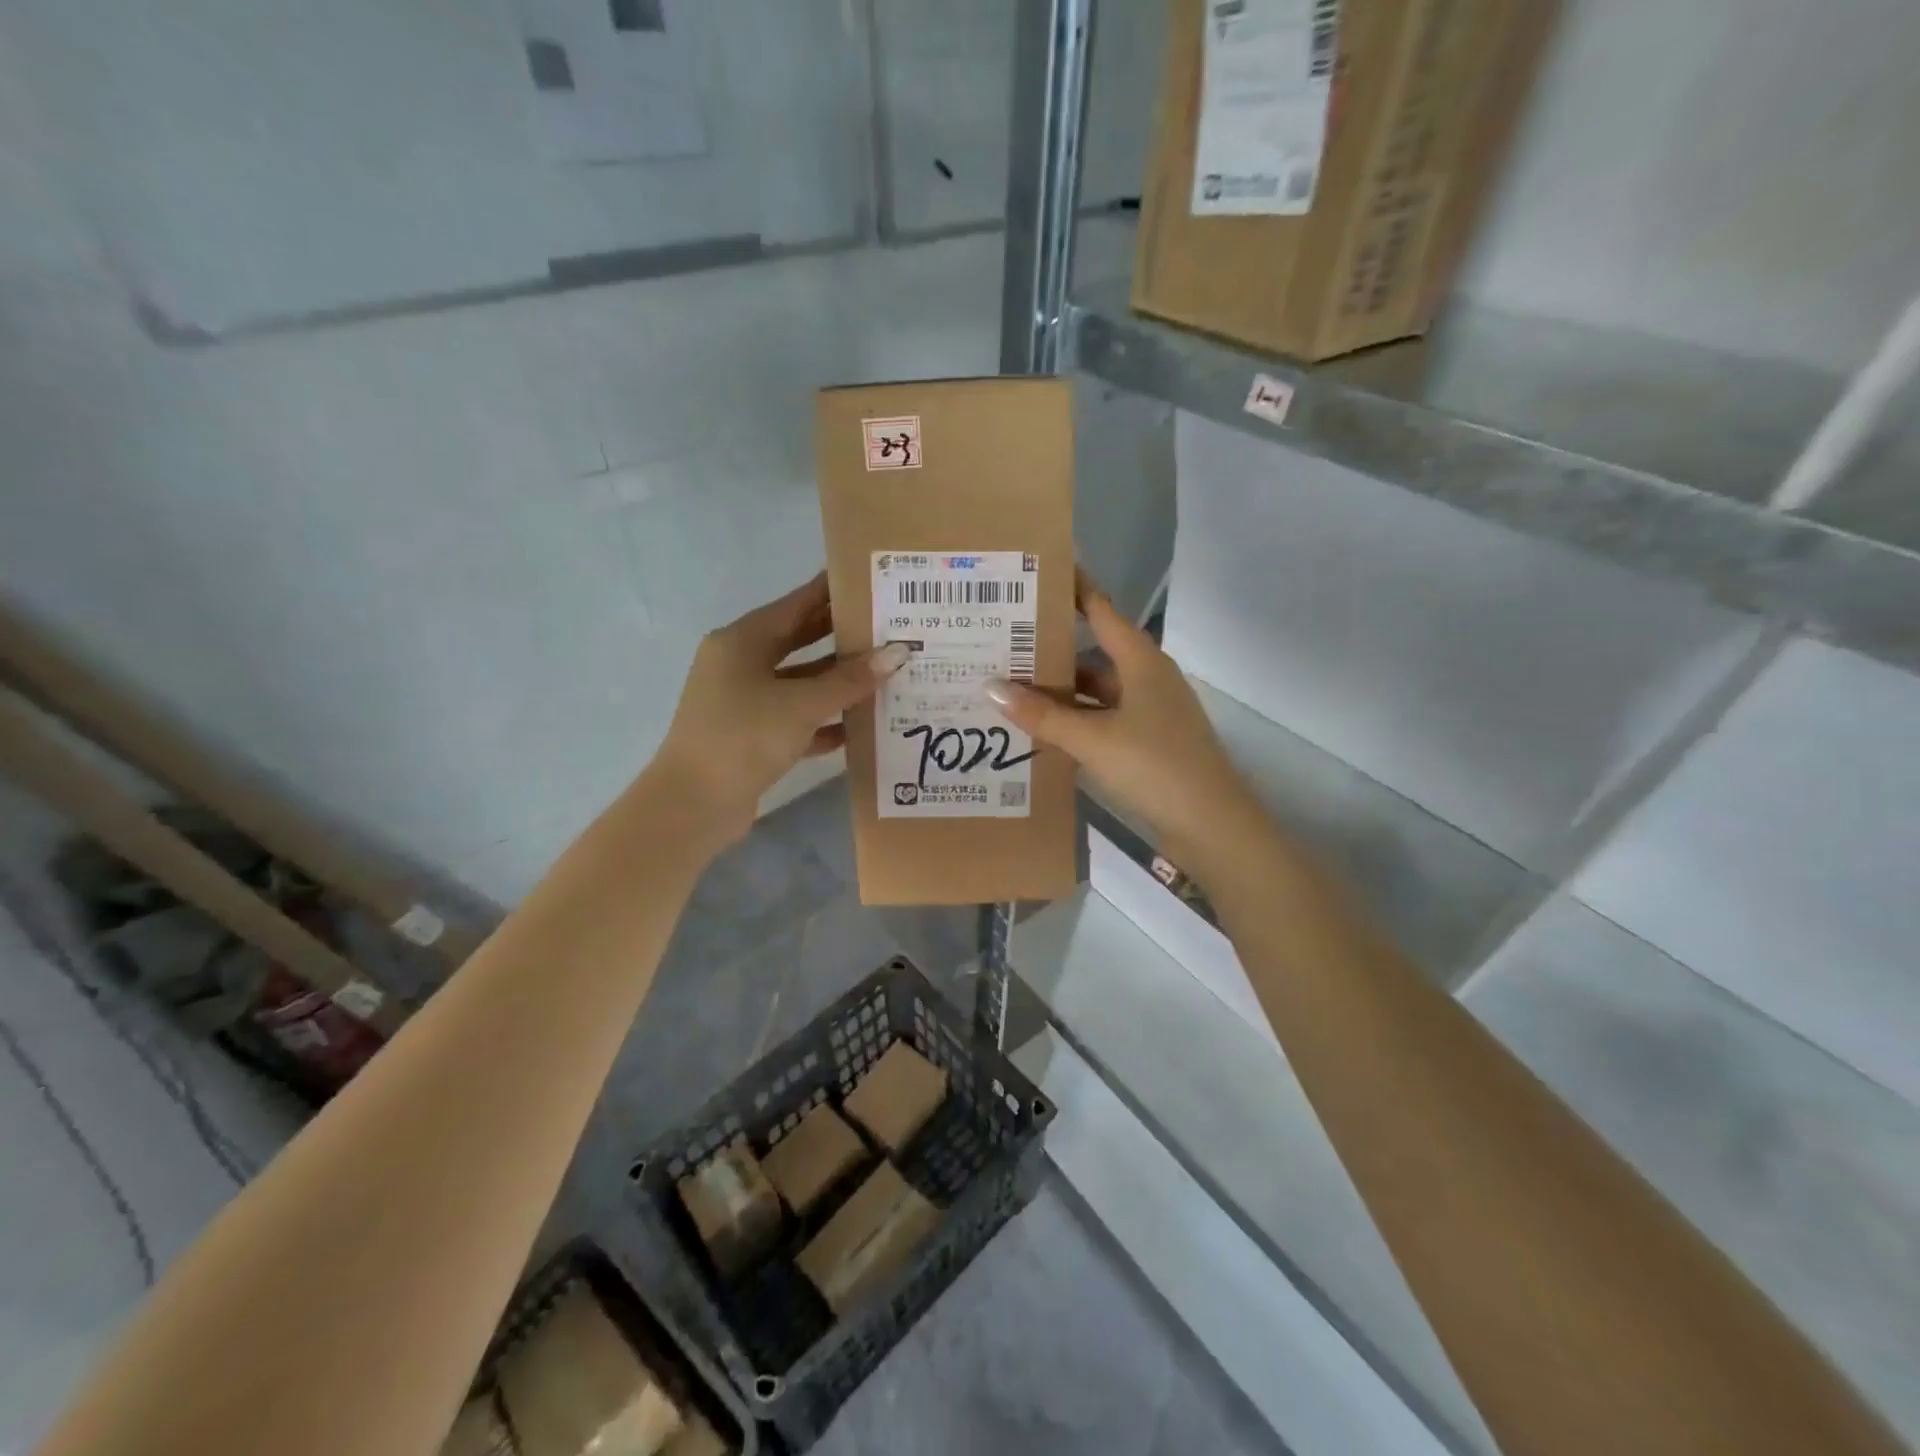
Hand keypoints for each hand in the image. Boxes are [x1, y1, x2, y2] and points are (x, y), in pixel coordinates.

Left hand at [650, 573, 908, 849]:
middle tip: (888, 627)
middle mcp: (740, 664)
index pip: (795, 604)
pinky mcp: (751, 735)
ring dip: (837, 682)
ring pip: (799, 682)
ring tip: (885, 673)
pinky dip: (824, 719)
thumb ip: (850, 679)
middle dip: (841, 636)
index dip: (831, 592)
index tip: (869, 582)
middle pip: (798, 641)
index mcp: (742, 641)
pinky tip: (859, 724)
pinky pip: (795, 717)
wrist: (694, 804)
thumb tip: (897, 653)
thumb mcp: (801, 704)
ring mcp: (744, 701)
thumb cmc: (744, 737)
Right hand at [982, 573, 1264, 866]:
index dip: (1072, 590)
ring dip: (1060, 695)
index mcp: (1141, 662)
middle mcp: (1147, 679)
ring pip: (1095, 693)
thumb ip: (1042, 714)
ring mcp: (1149, 713)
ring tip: (1010, 691)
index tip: (1036, 575)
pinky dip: (1074, 724)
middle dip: (1051, 652)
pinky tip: (1042, 733)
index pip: (1101, 610)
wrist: (1211, 826)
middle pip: (1093, 655)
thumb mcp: (1092, 739)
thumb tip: (990, 687)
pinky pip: (1102, 722)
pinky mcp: (1148, 744)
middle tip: (1003, 644)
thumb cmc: (1155, 766)